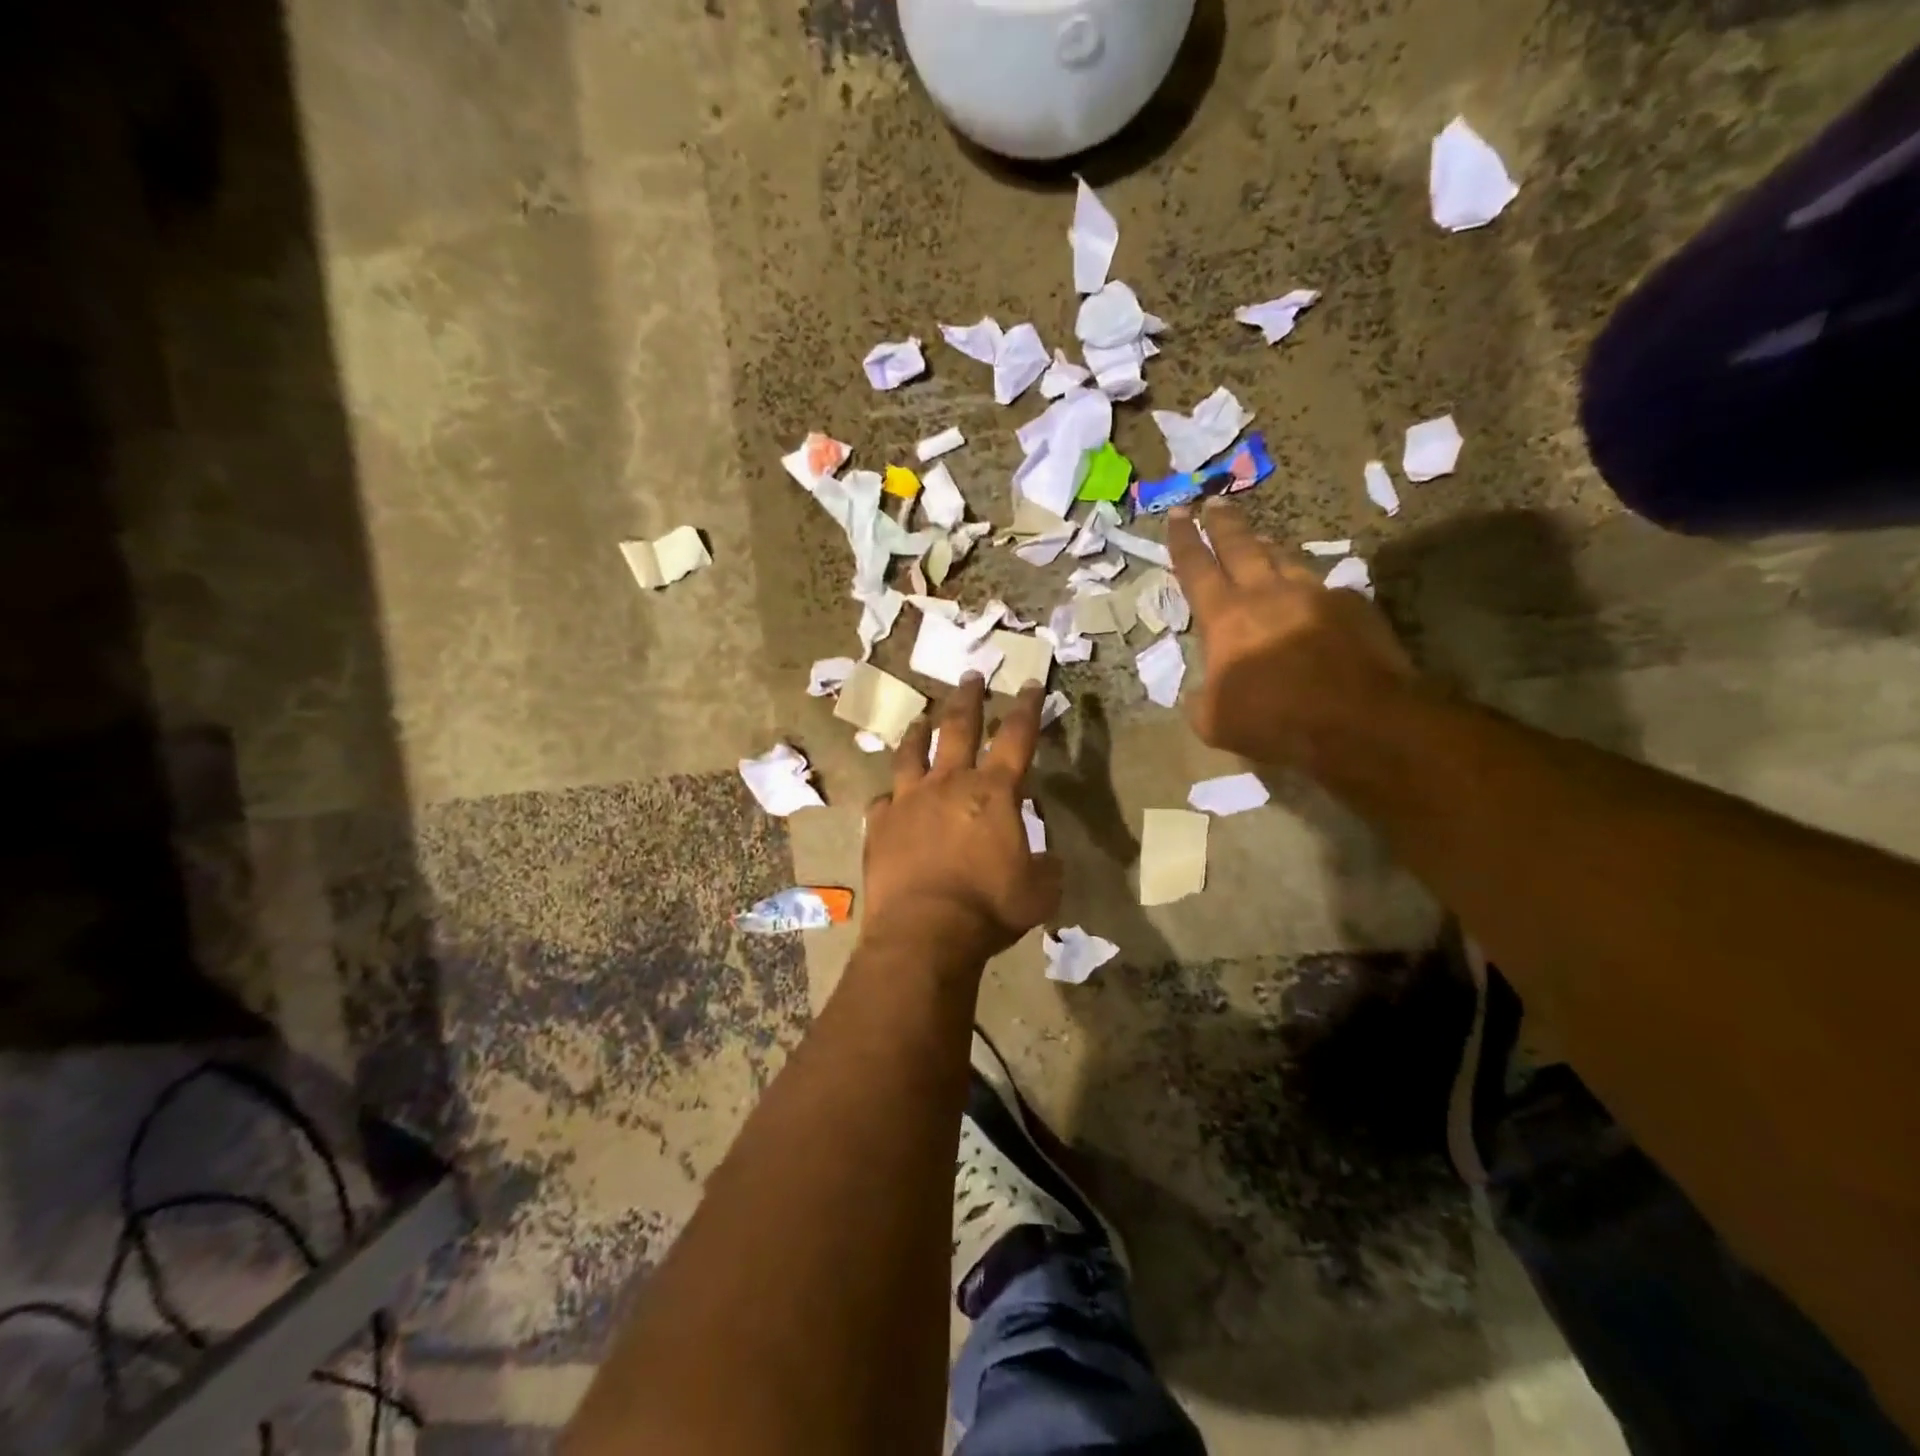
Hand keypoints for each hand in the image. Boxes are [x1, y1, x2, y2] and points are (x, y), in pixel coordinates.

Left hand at [861, 676, 1062, 964]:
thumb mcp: (1039, 891)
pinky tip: (889, 797)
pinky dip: (891, 797)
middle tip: (970, 674)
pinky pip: (883, 801)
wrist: (924, 930)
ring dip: (918, 732)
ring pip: (912, 753)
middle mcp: (949, 784)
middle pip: (958, 727)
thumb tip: (1047, 859)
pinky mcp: (879, 825)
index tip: (1028, 682)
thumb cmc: (989, 907)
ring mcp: (909, 801)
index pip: (1016, 736)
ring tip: (920, 718)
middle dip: (968, 697)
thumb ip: (1046, 867)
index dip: (1026, 707)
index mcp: (994, 792)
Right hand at [1168, 501, 1415, 766]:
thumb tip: (1202, 693)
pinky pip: (1322, 587)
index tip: (1177, 514)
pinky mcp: (1352, 605)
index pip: (1196, 569)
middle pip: (1240, 546)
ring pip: (1283, 558)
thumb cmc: (1275, 721)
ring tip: (1258, 537)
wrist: (1359, 721)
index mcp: (1226, 618)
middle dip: (1223, 523)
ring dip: (1265, 546)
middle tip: (1213, 502)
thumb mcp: (1215, 722)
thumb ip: (1202, 699)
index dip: (1183, 541)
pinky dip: (1308, 587)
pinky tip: (1310, 596)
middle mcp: (1267, 594)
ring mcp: (1314, 594)